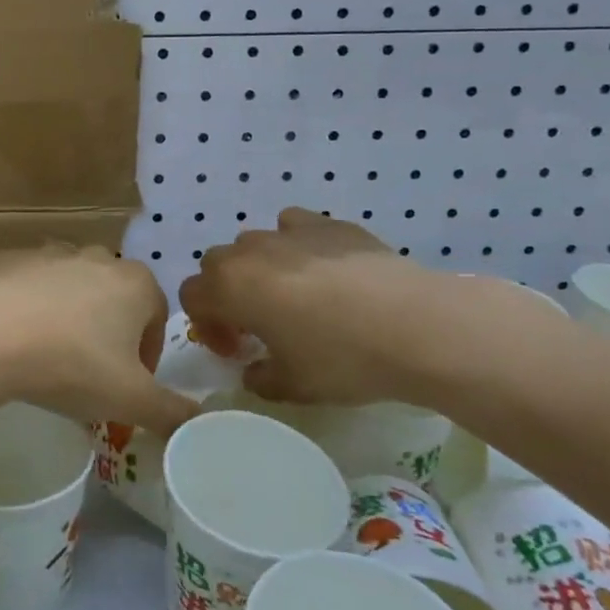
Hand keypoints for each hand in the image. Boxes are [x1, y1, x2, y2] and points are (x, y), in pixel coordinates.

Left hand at [0, 246, 197, 437]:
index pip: (157, 317)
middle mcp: (97, 257)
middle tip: (90, 372)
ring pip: (70, 287)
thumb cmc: (74, 365)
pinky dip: (27, 304)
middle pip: (114, 298)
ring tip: (49, 355)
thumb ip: (172, 413)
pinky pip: (28, 283)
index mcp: (136, 283)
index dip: (148, 354)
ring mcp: (51, 253)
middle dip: (108, 331)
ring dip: (68, 315)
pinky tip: (15, 336)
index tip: (129, 385)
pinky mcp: (11, 258)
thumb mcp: (132, 400)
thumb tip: (199, 424)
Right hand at [181, 208, 544, 406]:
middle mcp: (250, 251)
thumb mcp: (292, 386)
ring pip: (254, 244)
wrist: (417, 326)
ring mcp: (290, 232)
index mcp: (230, 287)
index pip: (191, 297)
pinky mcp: (328, 223)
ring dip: (259, 270)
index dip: (206, 327)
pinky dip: (294, 246)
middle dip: (227, 294)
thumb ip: (259, 377)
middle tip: (258, 326)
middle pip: (216, 266)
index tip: (237, 351)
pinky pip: (293, 227)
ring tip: (293, 297)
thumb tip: (256, 368)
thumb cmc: (343, 359)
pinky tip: (322, 270)